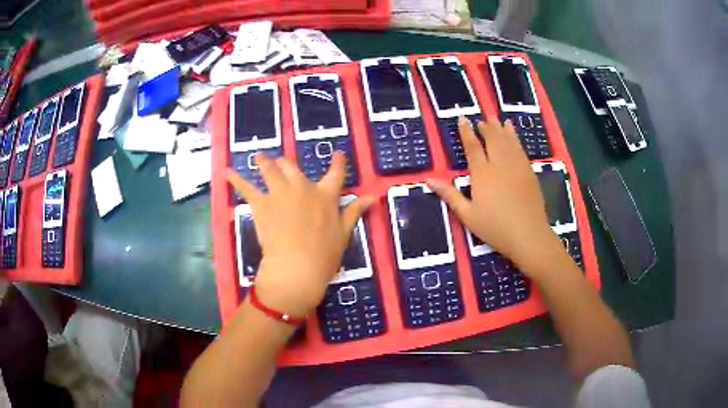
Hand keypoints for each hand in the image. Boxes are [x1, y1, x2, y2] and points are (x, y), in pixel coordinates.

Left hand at [226, 152, 372, 317]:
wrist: (297, 267)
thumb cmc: (324, 254)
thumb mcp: (345, 233)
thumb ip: (355, 212)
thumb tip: (373, 196)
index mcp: (325, 196)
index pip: (336, 173)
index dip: (338, 162)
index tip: (337, 153)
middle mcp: (302, 188)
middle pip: (293, 167)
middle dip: (286, 163)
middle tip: (281, 162)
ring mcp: (280, 194)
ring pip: (270, 170)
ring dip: (264, 162)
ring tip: (259, 156)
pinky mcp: (261, 204)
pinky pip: (246, 188)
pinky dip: (235, 179)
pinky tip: (227, 171)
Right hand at [427, 116, 561, 273]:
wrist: (528, 235)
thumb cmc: (495, 228)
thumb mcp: (467, 215)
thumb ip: (450, 195)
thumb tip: (429, 179)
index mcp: (482, 174)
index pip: (473, 147)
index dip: (466, 132)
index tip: (463, 119)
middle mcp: (500, 164)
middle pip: (492, 139)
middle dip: (486, 127)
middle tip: (481, 119)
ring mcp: (516, 166)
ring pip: (507, 141)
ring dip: (501, 128)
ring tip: (496, 119)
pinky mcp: (529, 171)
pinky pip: (520, 148)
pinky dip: (515, 137)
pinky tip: (513, 133)